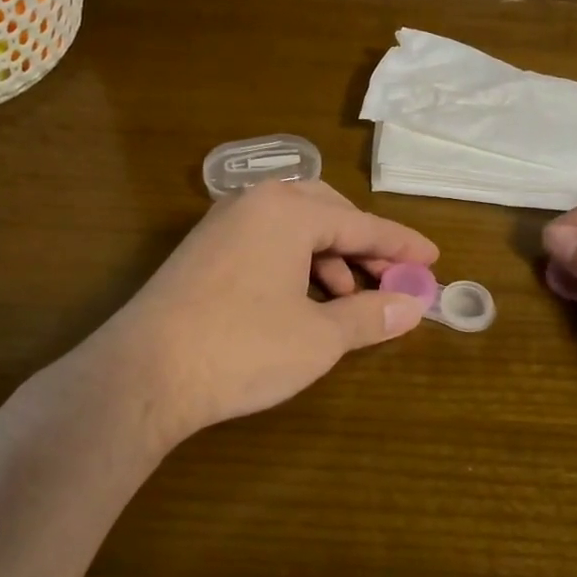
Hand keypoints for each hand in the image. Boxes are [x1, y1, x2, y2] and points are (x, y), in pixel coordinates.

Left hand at [83, 181, 437, 447]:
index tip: (433, 260)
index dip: (401, 245)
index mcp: (289, 211)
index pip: (361, 224)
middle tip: (391, 279)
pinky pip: (265, 242)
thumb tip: (413, 306)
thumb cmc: (242, 348)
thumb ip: (370, 315)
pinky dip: (295, 264)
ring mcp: (222, 224)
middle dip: (363, 246)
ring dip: (329, 258)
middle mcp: (254, 203)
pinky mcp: (202, 250)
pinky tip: (302, 301)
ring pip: (294, 228)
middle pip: (327, 214)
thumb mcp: (318, 337)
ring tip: (347, 299)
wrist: (143, 373)